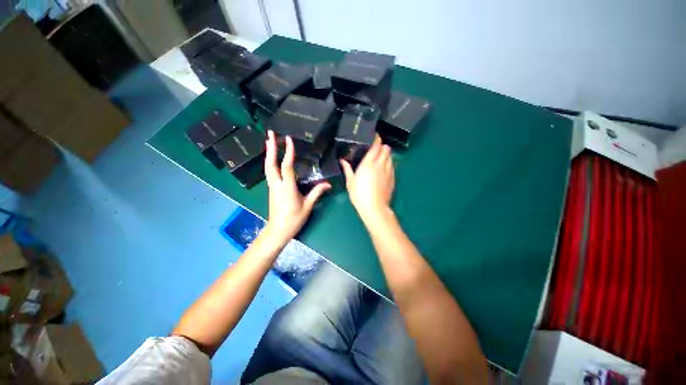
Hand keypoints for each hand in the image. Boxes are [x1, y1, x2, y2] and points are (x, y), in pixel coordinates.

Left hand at [264, 130, 330, 242]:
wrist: (278, 231)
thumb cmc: (294, 219)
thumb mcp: (307, 206)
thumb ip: (317, 193)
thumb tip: (328, 184)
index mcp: (287, 188)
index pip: (287, 166)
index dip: (288, 152)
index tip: (288, 139)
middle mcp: (277, 185)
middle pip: (271, 164)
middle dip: (270, 148)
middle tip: (269, 134)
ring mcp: (272, 187)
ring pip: (268, 168)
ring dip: (269, 154)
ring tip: (269, 142)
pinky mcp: (271, 190)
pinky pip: (270, 173)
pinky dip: (270, 163)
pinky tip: (273, 159)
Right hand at [340, 135, 394, 220]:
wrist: (374, 208)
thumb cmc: (359, 194)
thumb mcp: (350, 182)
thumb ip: (347, 169)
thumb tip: (342, 160)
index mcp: (369, 163)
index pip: (376, 145)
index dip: (376, 139)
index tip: (374, 137)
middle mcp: (381, 164)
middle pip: (386, 148)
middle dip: (382, 146)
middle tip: (375, 150)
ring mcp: (389, 171)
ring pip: (391, 157)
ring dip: (386, 155)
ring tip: (379, 159)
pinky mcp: (393, 178)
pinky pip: (392, 166)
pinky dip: (389, 164)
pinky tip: (383, 170)